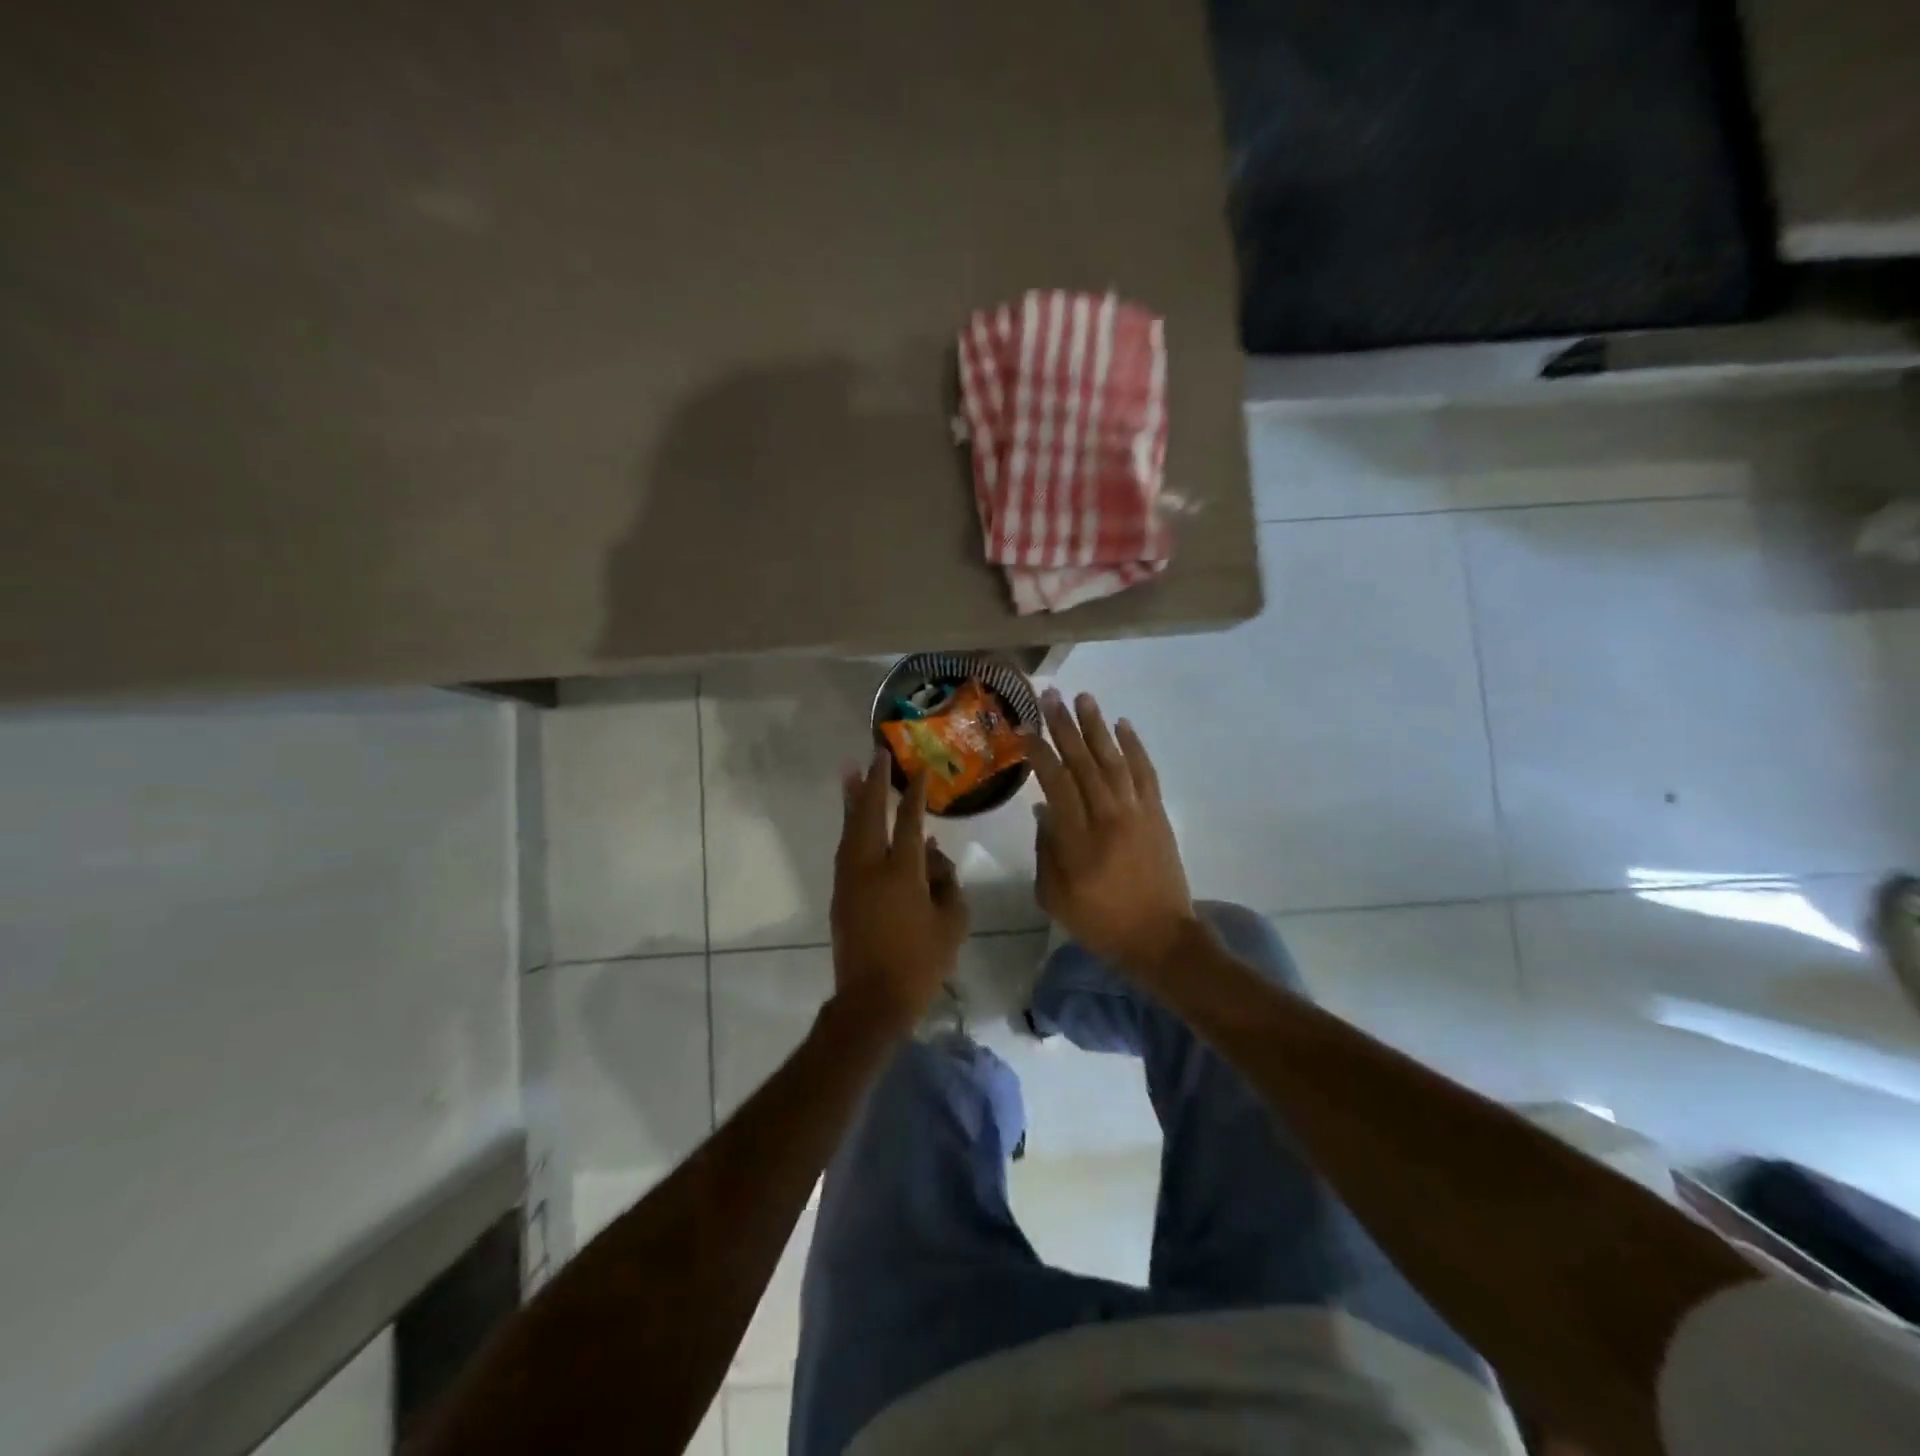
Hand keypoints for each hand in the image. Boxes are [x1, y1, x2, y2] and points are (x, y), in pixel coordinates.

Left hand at [830, 749, 969, 1033]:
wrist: (873, 1000)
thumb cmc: (921, 963)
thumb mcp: (952, 922)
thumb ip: (947, 881)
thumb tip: (933, 853)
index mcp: (902, 873)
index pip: (909, 821)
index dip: (914, 794)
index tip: (917, 770)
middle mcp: (870, 868)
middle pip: (868, 815)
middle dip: (872, 783)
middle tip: (874, 755)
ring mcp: (850, 880)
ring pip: (849, 830)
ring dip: (852, 800)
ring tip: (851, 774)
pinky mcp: (840, 895)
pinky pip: (844, 849)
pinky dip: (849, 828)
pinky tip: (854, 821)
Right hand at [1029, 690, 1193, 979]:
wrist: (1161, 937)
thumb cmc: (1101, 922)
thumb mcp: (1055, 898)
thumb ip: (1046, 851)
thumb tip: (1043, 810)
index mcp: (1078, 839)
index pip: (1056, 783)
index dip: (1040, 753)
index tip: (1026, 730)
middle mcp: (1107, 816)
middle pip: (1083, 762)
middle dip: (1065, 727)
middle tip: (1052, 696)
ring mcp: (1136, 812)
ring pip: (1114, 759)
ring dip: (1098, 727)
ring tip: (1084, 698)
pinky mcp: (1157, 814)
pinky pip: (1145, 772)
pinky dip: (1135, 747)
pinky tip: (1123, 725)